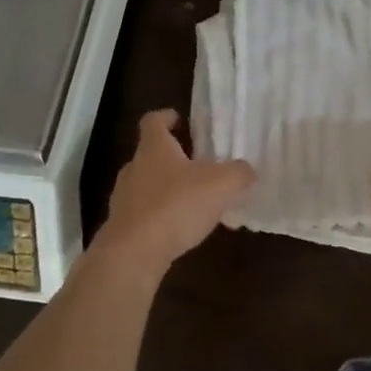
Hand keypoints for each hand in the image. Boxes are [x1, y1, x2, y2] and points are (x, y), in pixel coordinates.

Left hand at [96, 110, 254, 271]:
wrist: (134, 253)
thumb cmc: (177, 205)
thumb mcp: (222, 185)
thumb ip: (239, 173)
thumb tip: (247, 170)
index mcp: (154, 148)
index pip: (153, 121)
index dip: (166, 117)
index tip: (180, 119)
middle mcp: (134, 168)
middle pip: (152, 155)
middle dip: (175, 159)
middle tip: (200, 166)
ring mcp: (124, 198)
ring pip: (149, 186)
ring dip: (170, 190)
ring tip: (197, 203)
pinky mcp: (123, 227)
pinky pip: (147, 214)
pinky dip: (164, 217)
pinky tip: (184, 231)